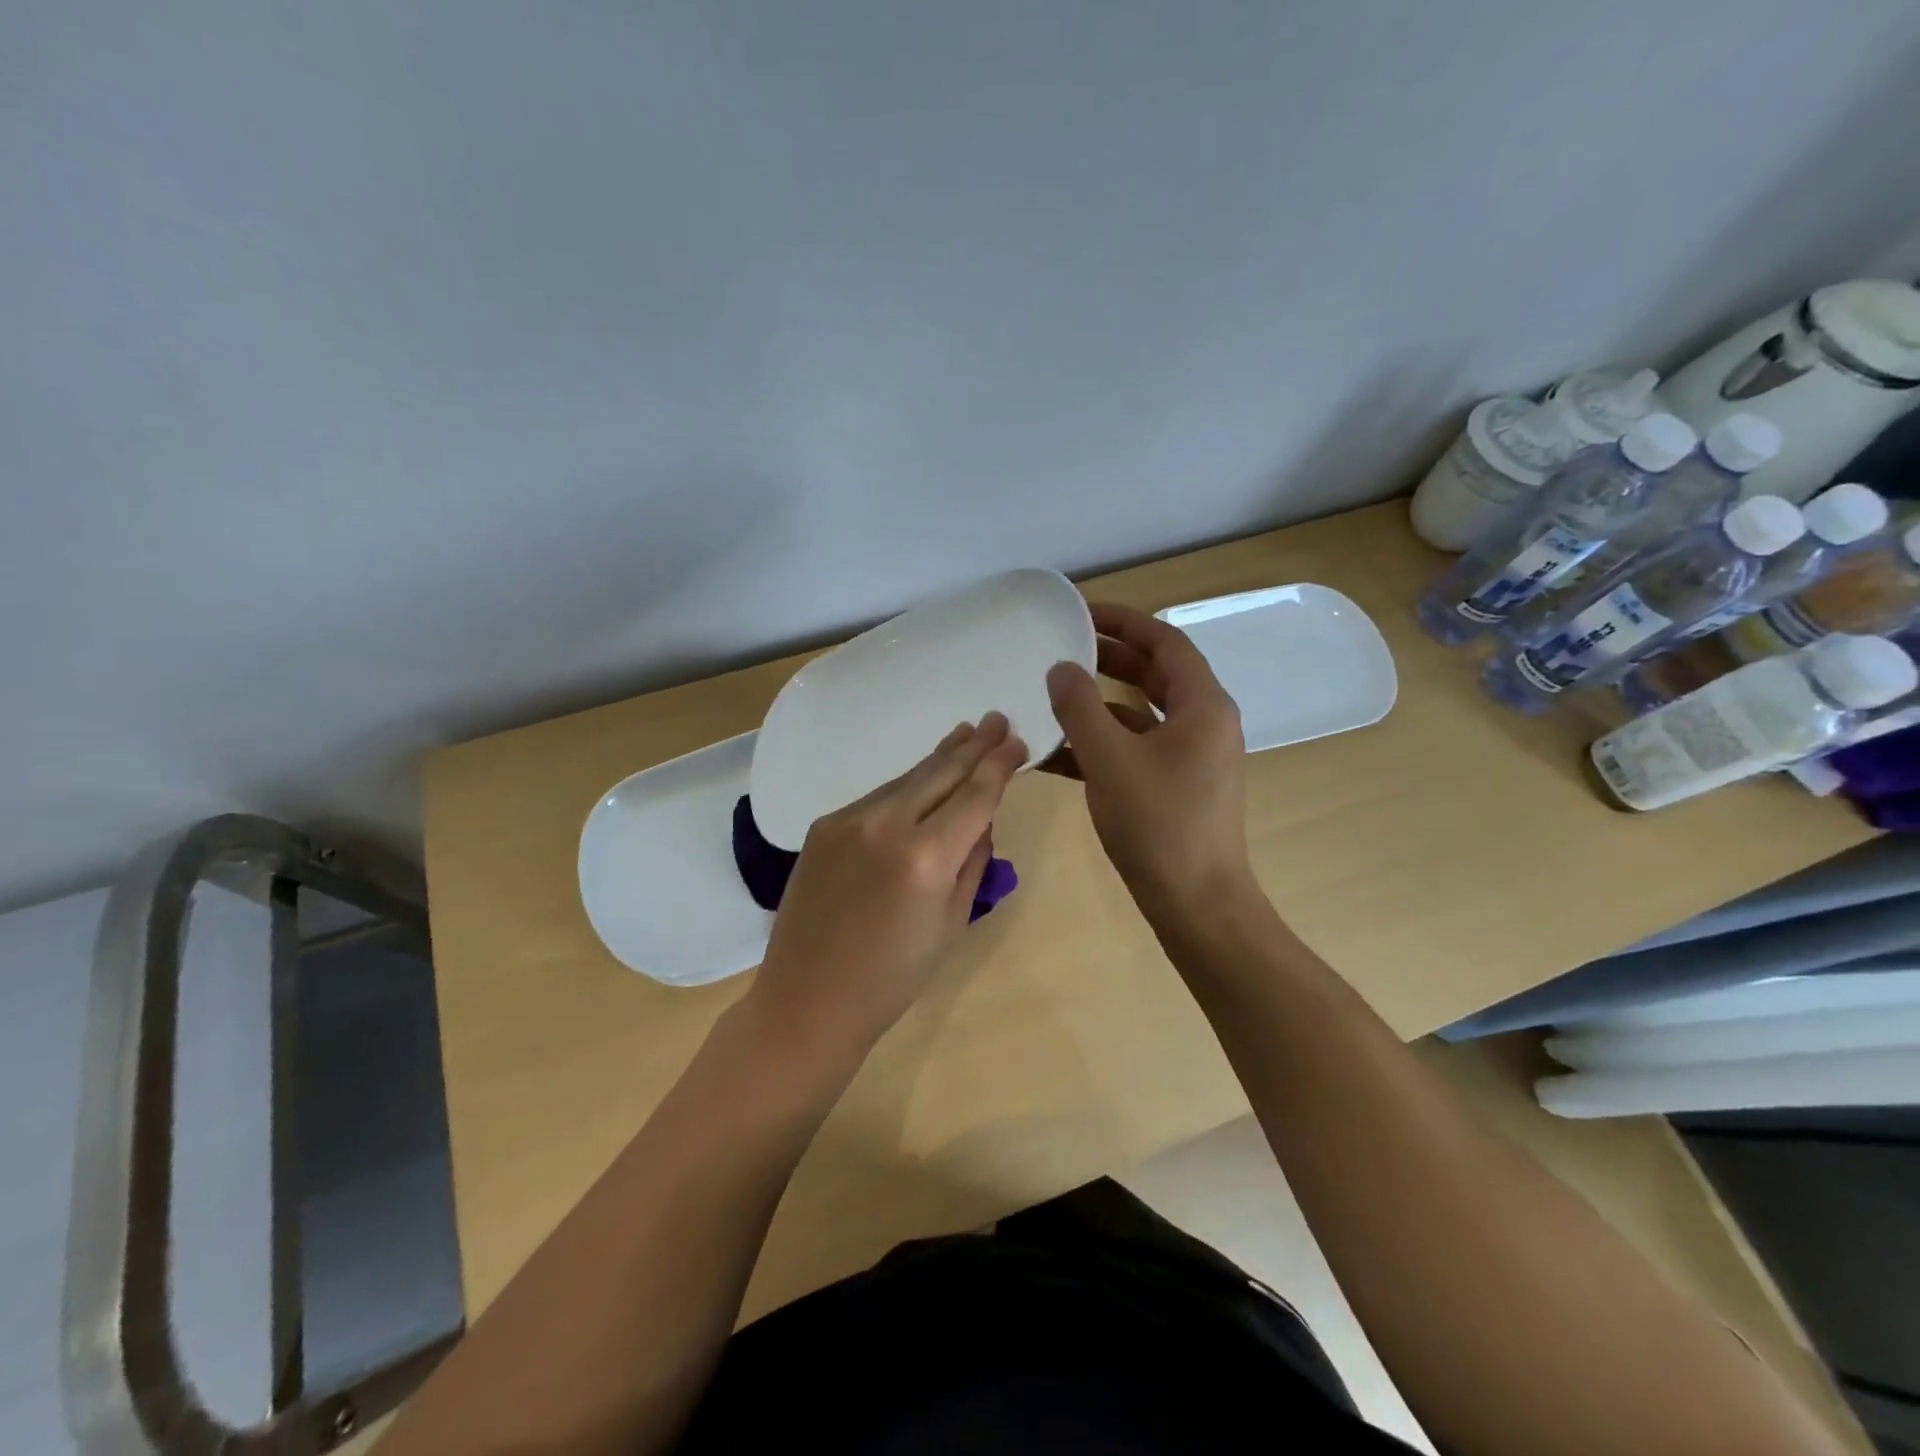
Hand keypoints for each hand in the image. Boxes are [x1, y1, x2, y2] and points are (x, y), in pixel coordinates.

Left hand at [747, 712, 1028, 1062]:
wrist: (808, 1000)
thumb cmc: (893, 977)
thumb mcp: (952, 923)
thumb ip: (973, 860)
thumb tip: (982, 816)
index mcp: (925, 857)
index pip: (974, 795)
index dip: (999, 765)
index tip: (1017, 740)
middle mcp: (885, 824)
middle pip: (939, 772)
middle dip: (973, 745)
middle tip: (997, 719)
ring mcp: (847, 820)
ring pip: (906, 779)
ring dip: (939, 758)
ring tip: (965, 734)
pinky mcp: (823, 826)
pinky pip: (877, 798)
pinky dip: (906, 786)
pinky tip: (921, 778)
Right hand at [1045, 603, 1251, 920]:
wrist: (1196, 904)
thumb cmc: (1158, 825)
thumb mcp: (1110, 759)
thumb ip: (1080, 708)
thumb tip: (1061, 668)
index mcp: (1203, 706)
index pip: (1165, 642)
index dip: (1124, 620)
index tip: (1082, 612)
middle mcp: (1204, 723)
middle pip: (1155, 674)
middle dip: (1108, 659)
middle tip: (1062, 649)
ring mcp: (1192, 757)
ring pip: (1142, 714)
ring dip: (1100, 704)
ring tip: (1053, 696)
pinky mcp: (1177, 786)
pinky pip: (1137, 749)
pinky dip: (1103, 743)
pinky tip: (1058, 753)